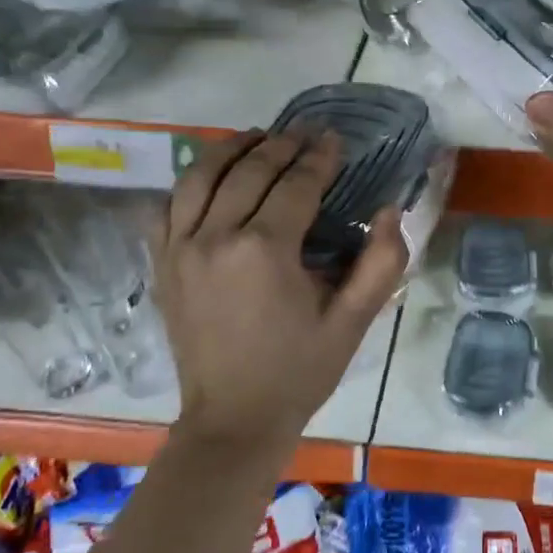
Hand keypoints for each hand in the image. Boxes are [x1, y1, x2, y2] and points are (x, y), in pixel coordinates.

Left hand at [156, 130, 406, 446]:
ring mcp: (179, 249)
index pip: (295, 184)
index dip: (319, 158)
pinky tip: (209, 178)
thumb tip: (390, 211)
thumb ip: (381, 264)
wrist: (234, 419)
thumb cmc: (300, 371)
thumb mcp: (353, 322)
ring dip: (231, 150)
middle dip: (281, 145)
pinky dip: (188, 184)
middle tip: (305, 133)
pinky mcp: (162, 264)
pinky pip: (166, 207)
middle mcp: (215, 237)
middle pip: (248, 170)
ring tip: (258, 138)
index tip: (335, 139)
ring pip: (200, 177)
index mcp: (265, 250)